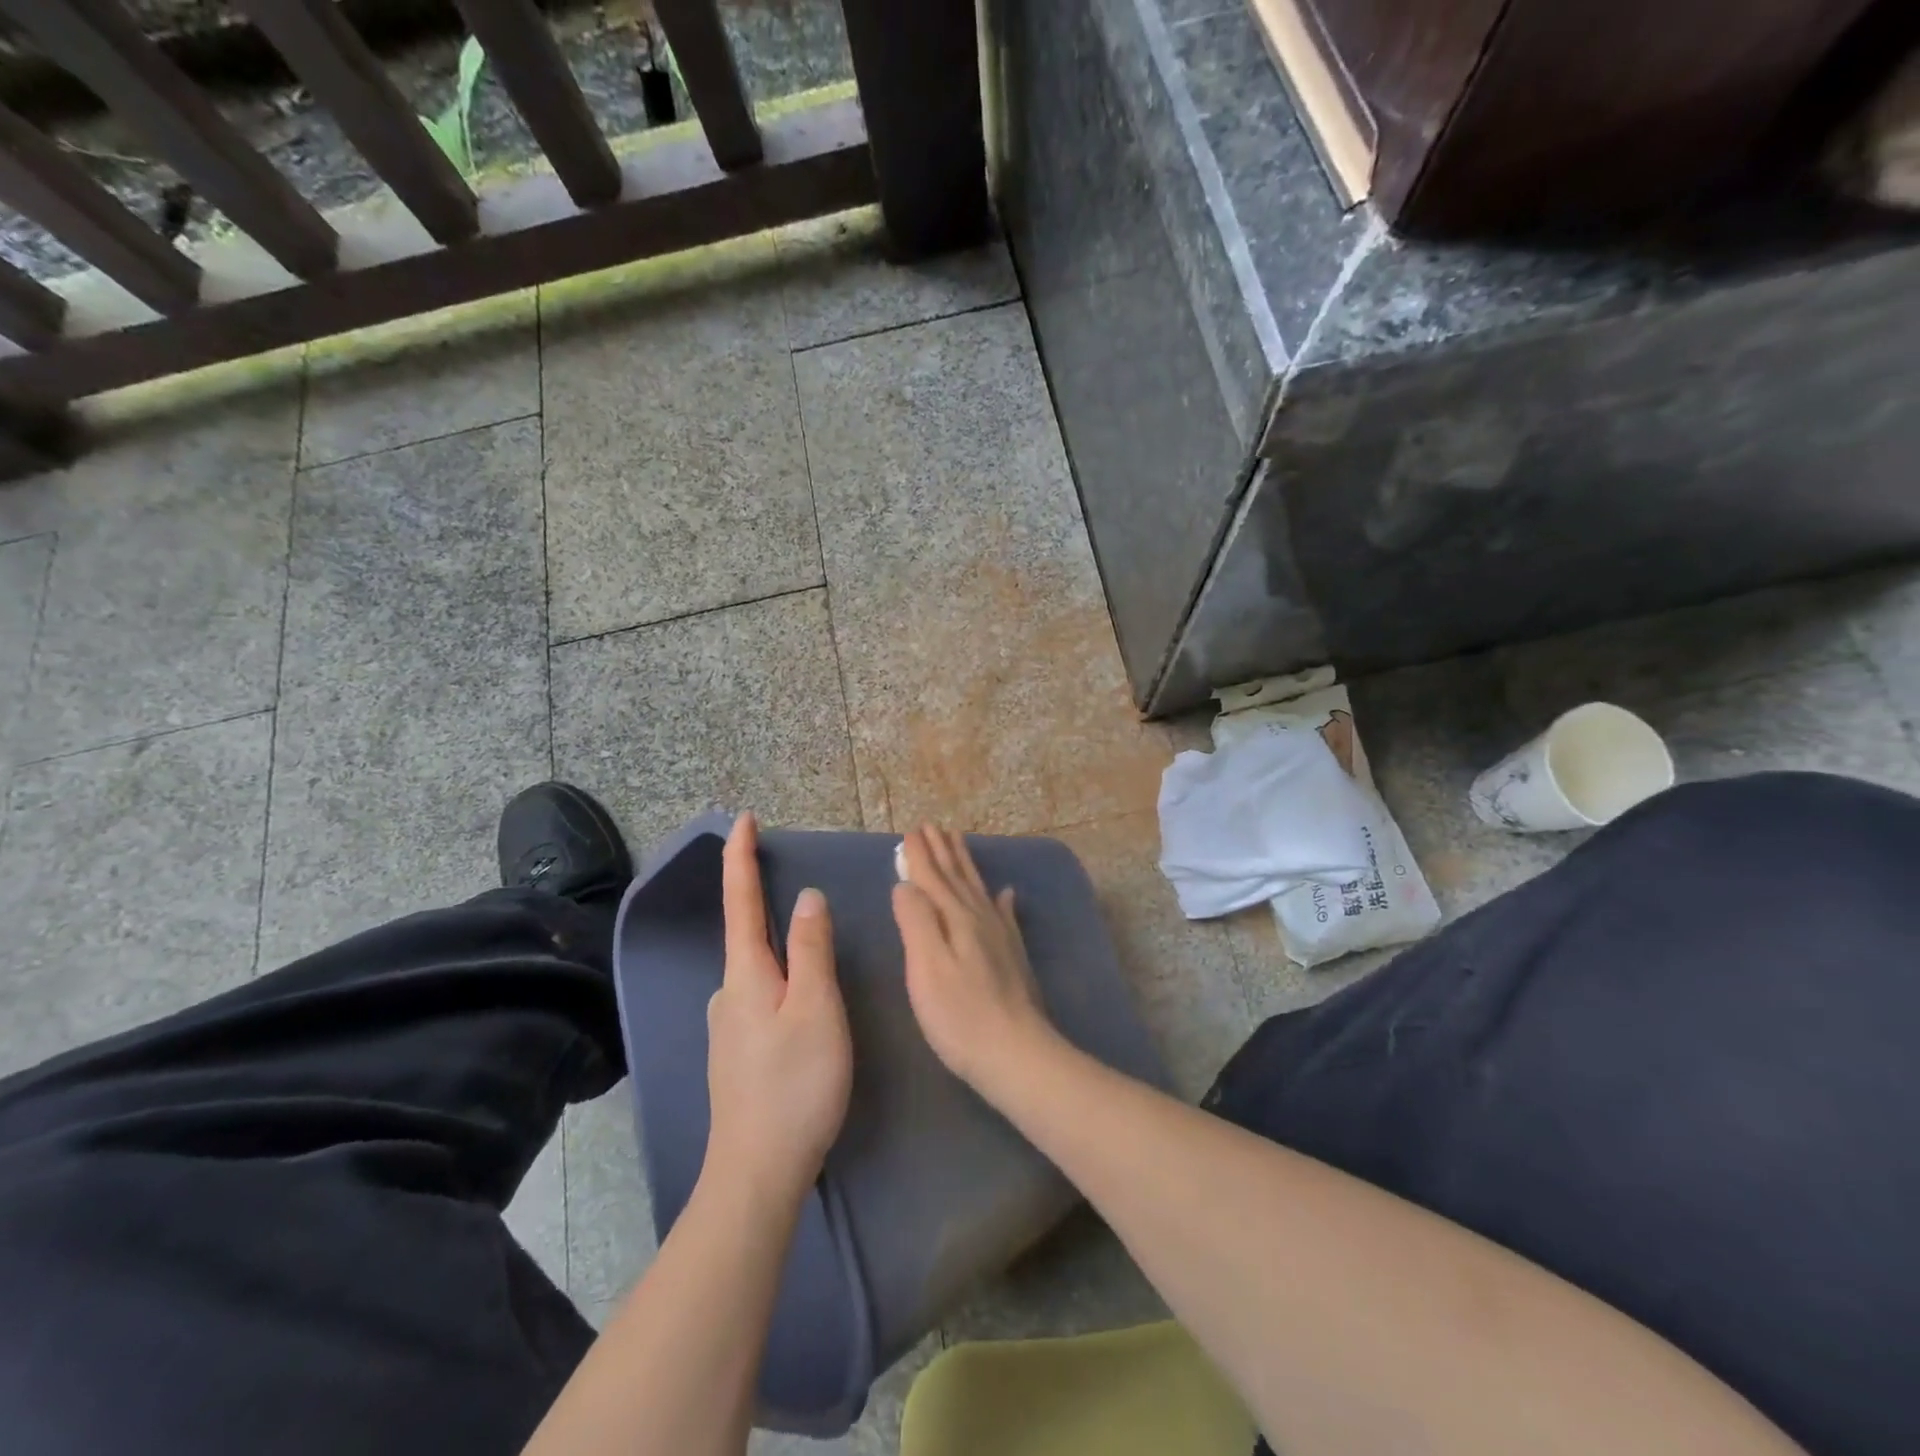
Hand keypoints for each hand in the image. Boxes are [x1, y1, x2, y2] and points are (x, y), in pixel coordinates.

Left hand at [705, 812, 851, 1206]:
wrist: (757, 1172)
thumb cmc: (795, 1084)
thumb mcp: (816, 1008)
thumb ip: (811, 949)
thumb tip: (806, 898)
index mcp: (746, 974)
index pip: (741, 900)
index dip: (740, 856)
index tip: (741, 818)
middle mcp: (729, 992)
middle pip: (748, 934)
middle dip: (764, 903)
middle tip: (796, 889)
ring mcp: (730, 1025)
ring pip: (760, 971)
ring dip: (781, 951)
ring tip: (816, 957)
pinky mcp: (739, 1052)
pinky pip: (763, 997)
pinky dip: (783, 982)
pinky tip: (805, 1007)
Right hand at [893, 826, 1063, 1097]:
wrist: (1015, 1052)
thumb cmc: (959, 1015)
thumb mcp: (926, 967)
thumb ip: (915, 921)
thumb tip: (906, 884)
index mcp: (954, 918)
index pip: (932, 878)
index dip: (920, 855)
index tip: (911, 831)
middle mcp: (978, 918)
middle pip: (956, 877)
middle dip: (942, 851)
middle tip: (932, 826)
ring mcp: (1000, 935)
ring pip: (977, 889)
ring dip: (965, 865)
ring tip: (958, 842)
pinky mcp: (1012, 955)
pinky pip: (1005, 915)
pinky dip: (1001, 900)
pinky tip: (1006, 892)